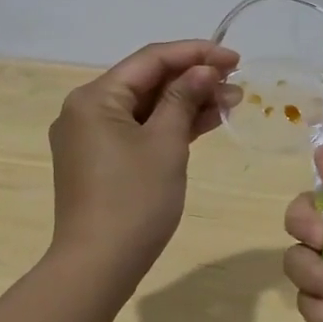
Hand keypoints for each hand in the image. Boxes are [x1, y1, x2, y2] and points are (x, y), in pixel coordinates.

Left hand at [48, 39, 238, 291]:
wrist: (97, 267)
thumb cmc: (133, 200)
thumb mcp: (165, 143)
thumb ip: (184, 98)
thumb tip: (203, 70)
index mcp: (95, 97)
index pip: (151, 60)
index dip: (196, 54)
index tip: (235, 58)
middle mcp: (86, 109)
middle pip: (146, 81)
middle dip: (193, 79)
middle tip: (236, 84)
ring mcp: (91, 137)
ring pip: (145, 107)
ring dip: (186, 102)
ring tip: (231, 101)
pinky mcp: (99, 161)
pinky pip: (138, 130)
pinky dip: (169, 126)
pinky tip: (205, 122)